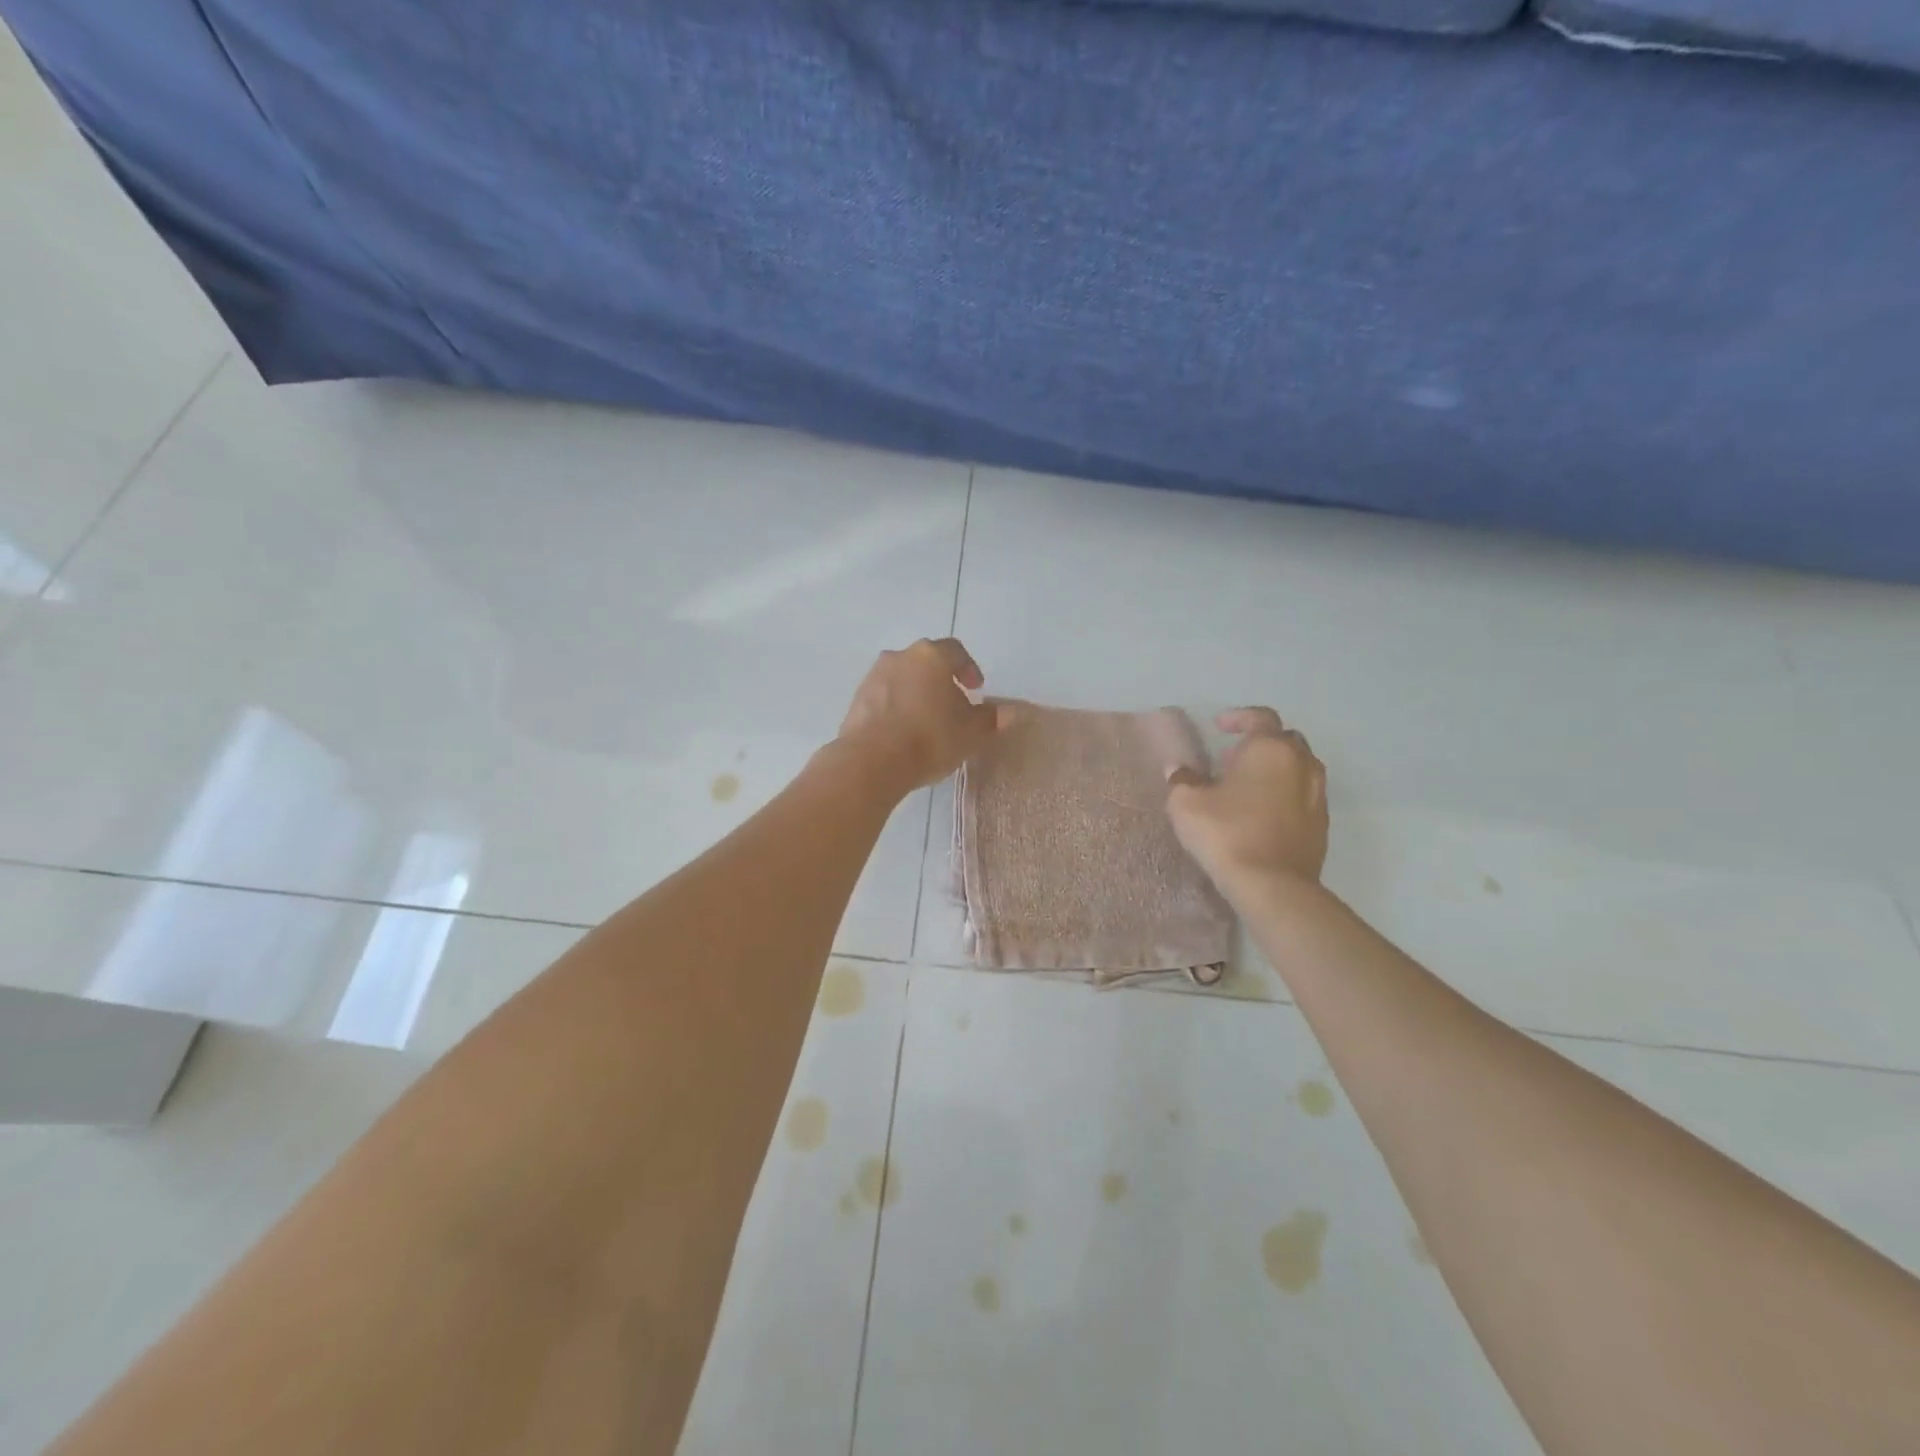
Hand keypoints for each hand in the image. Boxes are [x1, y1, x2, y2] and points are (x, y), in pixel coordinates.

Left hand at [836, 638, 1005, 794]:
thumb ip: (991, 719)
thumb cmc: (930, 738)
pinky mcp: (856, 699)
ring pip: (903, 677)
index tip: (975, 690)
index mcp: (932, 656)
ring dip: (916, 692)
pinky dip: (896, 707)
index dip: (968, 668)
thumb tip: (1009, 712)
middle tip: (952, 705)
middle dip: (941, 680)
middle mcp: (900, 657)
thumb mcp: (971, 733)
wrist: (872, 760)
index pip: (956, 651)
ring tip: (926, 721)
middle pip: (926, 662)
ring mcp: (874, 676)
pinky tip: (902, 732)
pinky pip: (884, 697)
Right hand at [1166, 708, 1328, 890]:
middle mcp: (1301, 764)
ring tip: (1250, 785)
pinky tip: (1264, 812)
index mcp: (1270, 749)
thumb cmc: (1227, 834)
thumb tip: (1180, 769)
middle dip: (1261, 742)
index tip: (1219, 727)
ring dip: (1277, 768)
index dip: (1239, 717)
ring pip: (1300, 767)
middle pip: (1285, 739)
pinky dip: (1286, 793)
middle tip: (1234, 757)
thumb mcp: (1186, 804)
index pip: (1260, 717)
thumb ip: (1182, 779)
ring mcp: (1317, 794)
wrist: (1273, 886)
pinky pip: (1304, 795)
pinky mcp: (1321, 824)